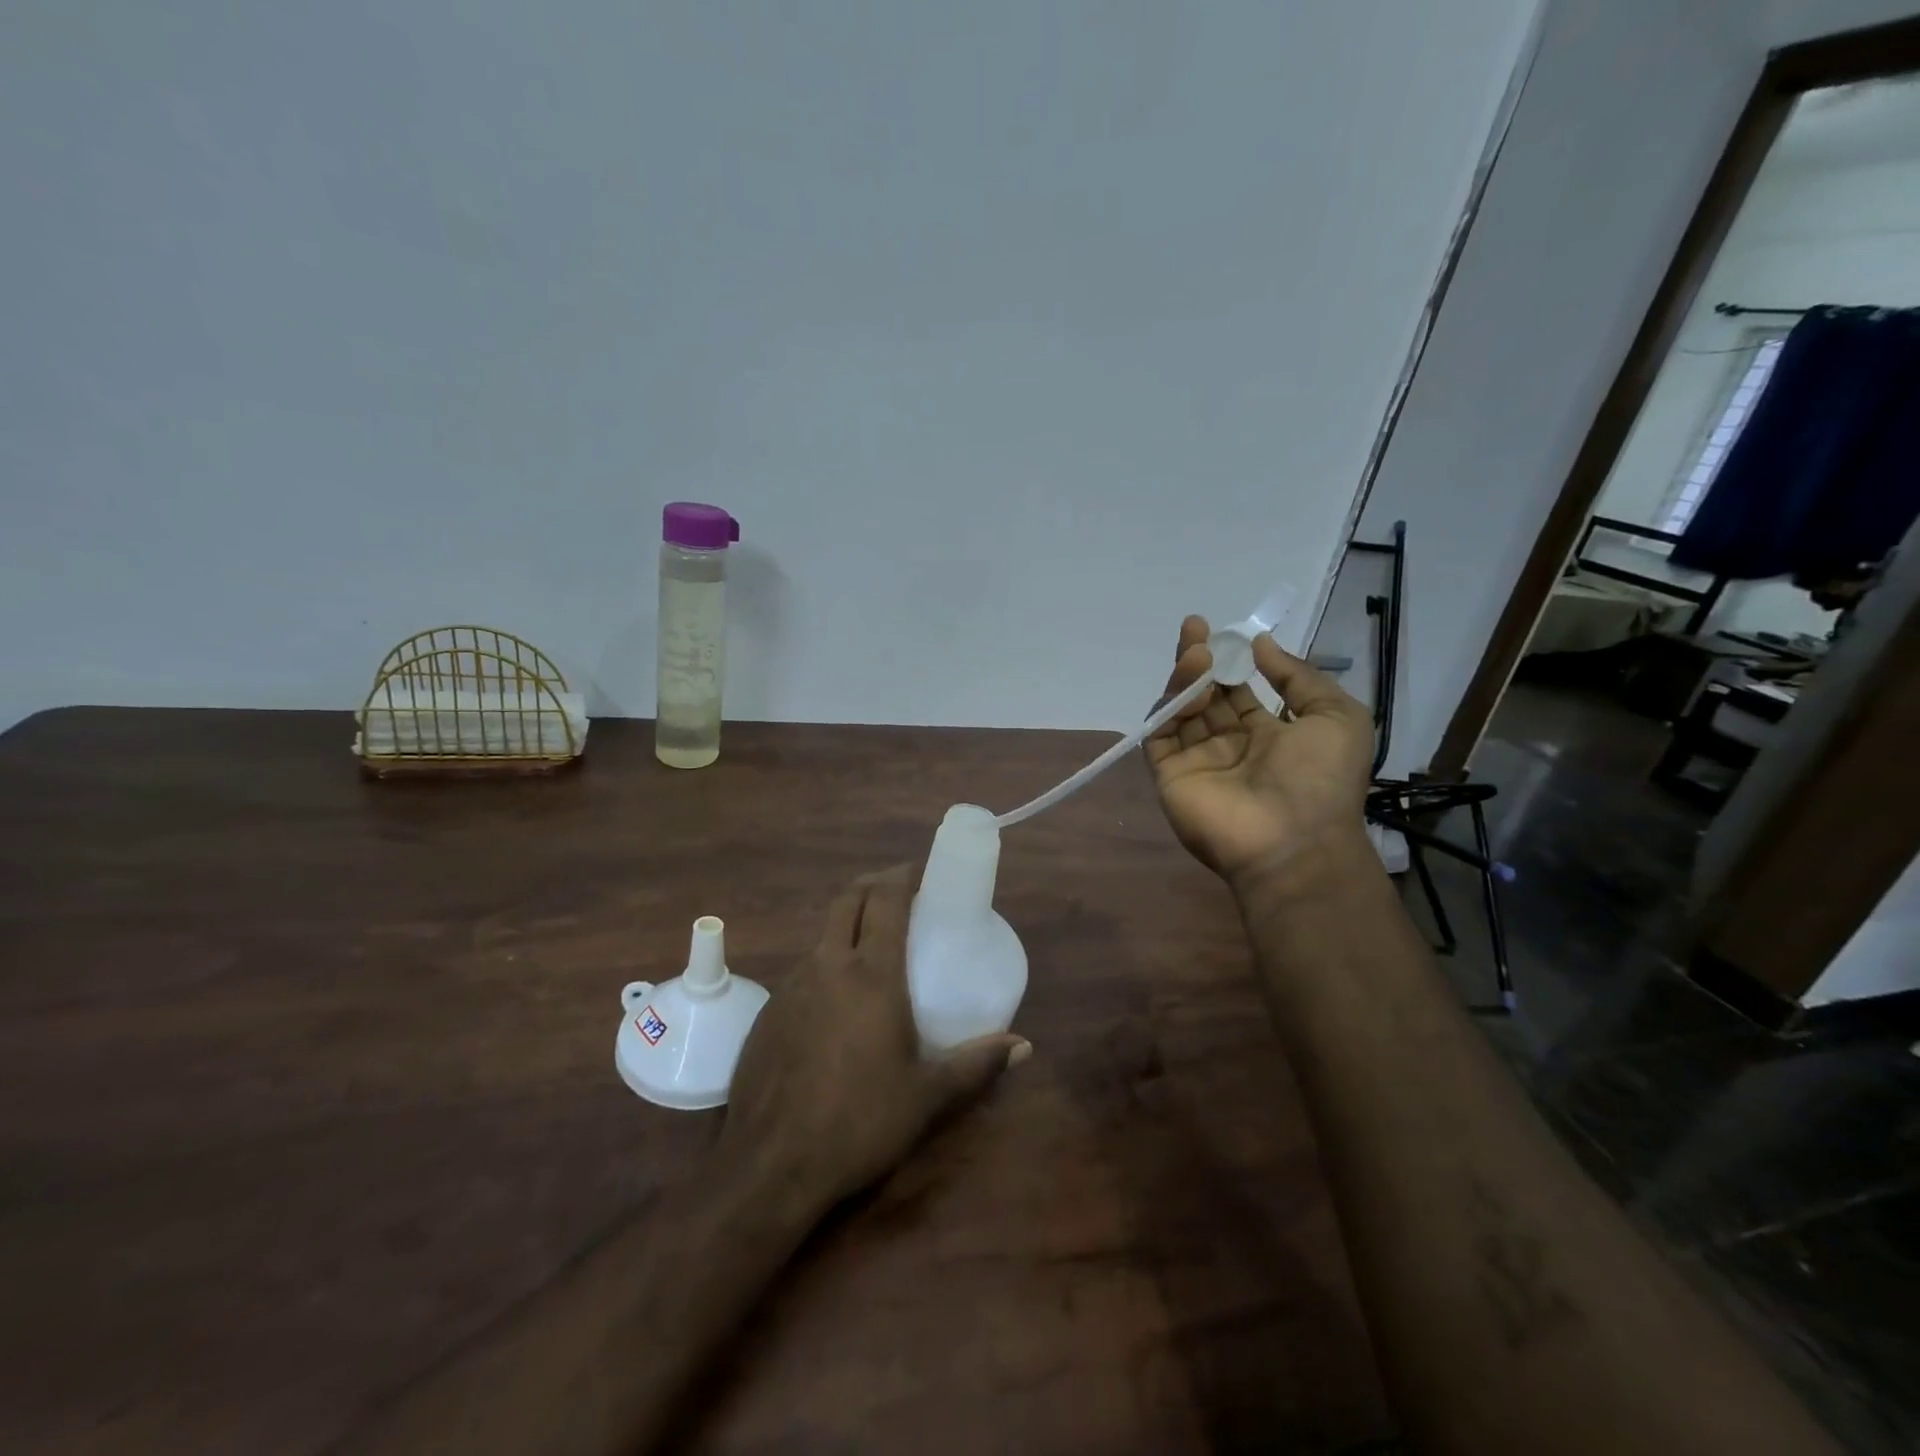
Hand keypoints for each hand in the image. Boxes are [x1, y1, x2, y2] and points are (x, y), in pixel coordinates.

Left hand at [719, 868, 1029, 1215]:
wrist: (772, 1165)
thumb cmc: (860, 1122)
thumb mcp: (927, 1096)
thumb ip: (977, 1064)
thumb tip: (1023, 1046)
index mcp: (871, 974)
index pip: (886, 898)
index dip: (906, 875)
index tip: (925, 873)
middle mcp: (828, 965)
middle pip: (849, 898)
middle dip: (876, 884)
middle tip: (903, 895)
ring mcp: (791, 985)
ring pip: (824, 933)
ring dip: (850, 925)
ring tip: (875, 951)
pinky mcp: (769, 1010)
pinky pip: (805, 969)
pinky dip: (828, 963)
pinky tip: (840, 1004)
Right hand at [1146, 616, 1374, 888]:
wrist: (1292, 840)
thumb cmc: (1321, 779)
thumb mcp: (1337, 717)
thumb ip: (1299, 676)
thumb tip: (1261, 645)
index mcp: (1270, 735)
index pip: (1240, 692)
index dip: (1232, 663)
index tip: (1225, 634)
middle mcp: (1230, 745)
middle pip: (1206, 695)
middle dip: (1201, 659)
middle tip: (1194, 625)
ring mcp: (1198, 760)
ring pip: (1182, 709)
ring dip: (1186, 676)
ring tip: (1195, 650)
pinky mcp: (1171, 774)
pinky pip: (1160, 734)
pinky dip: (1167, 708)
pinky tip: (1187, 685)